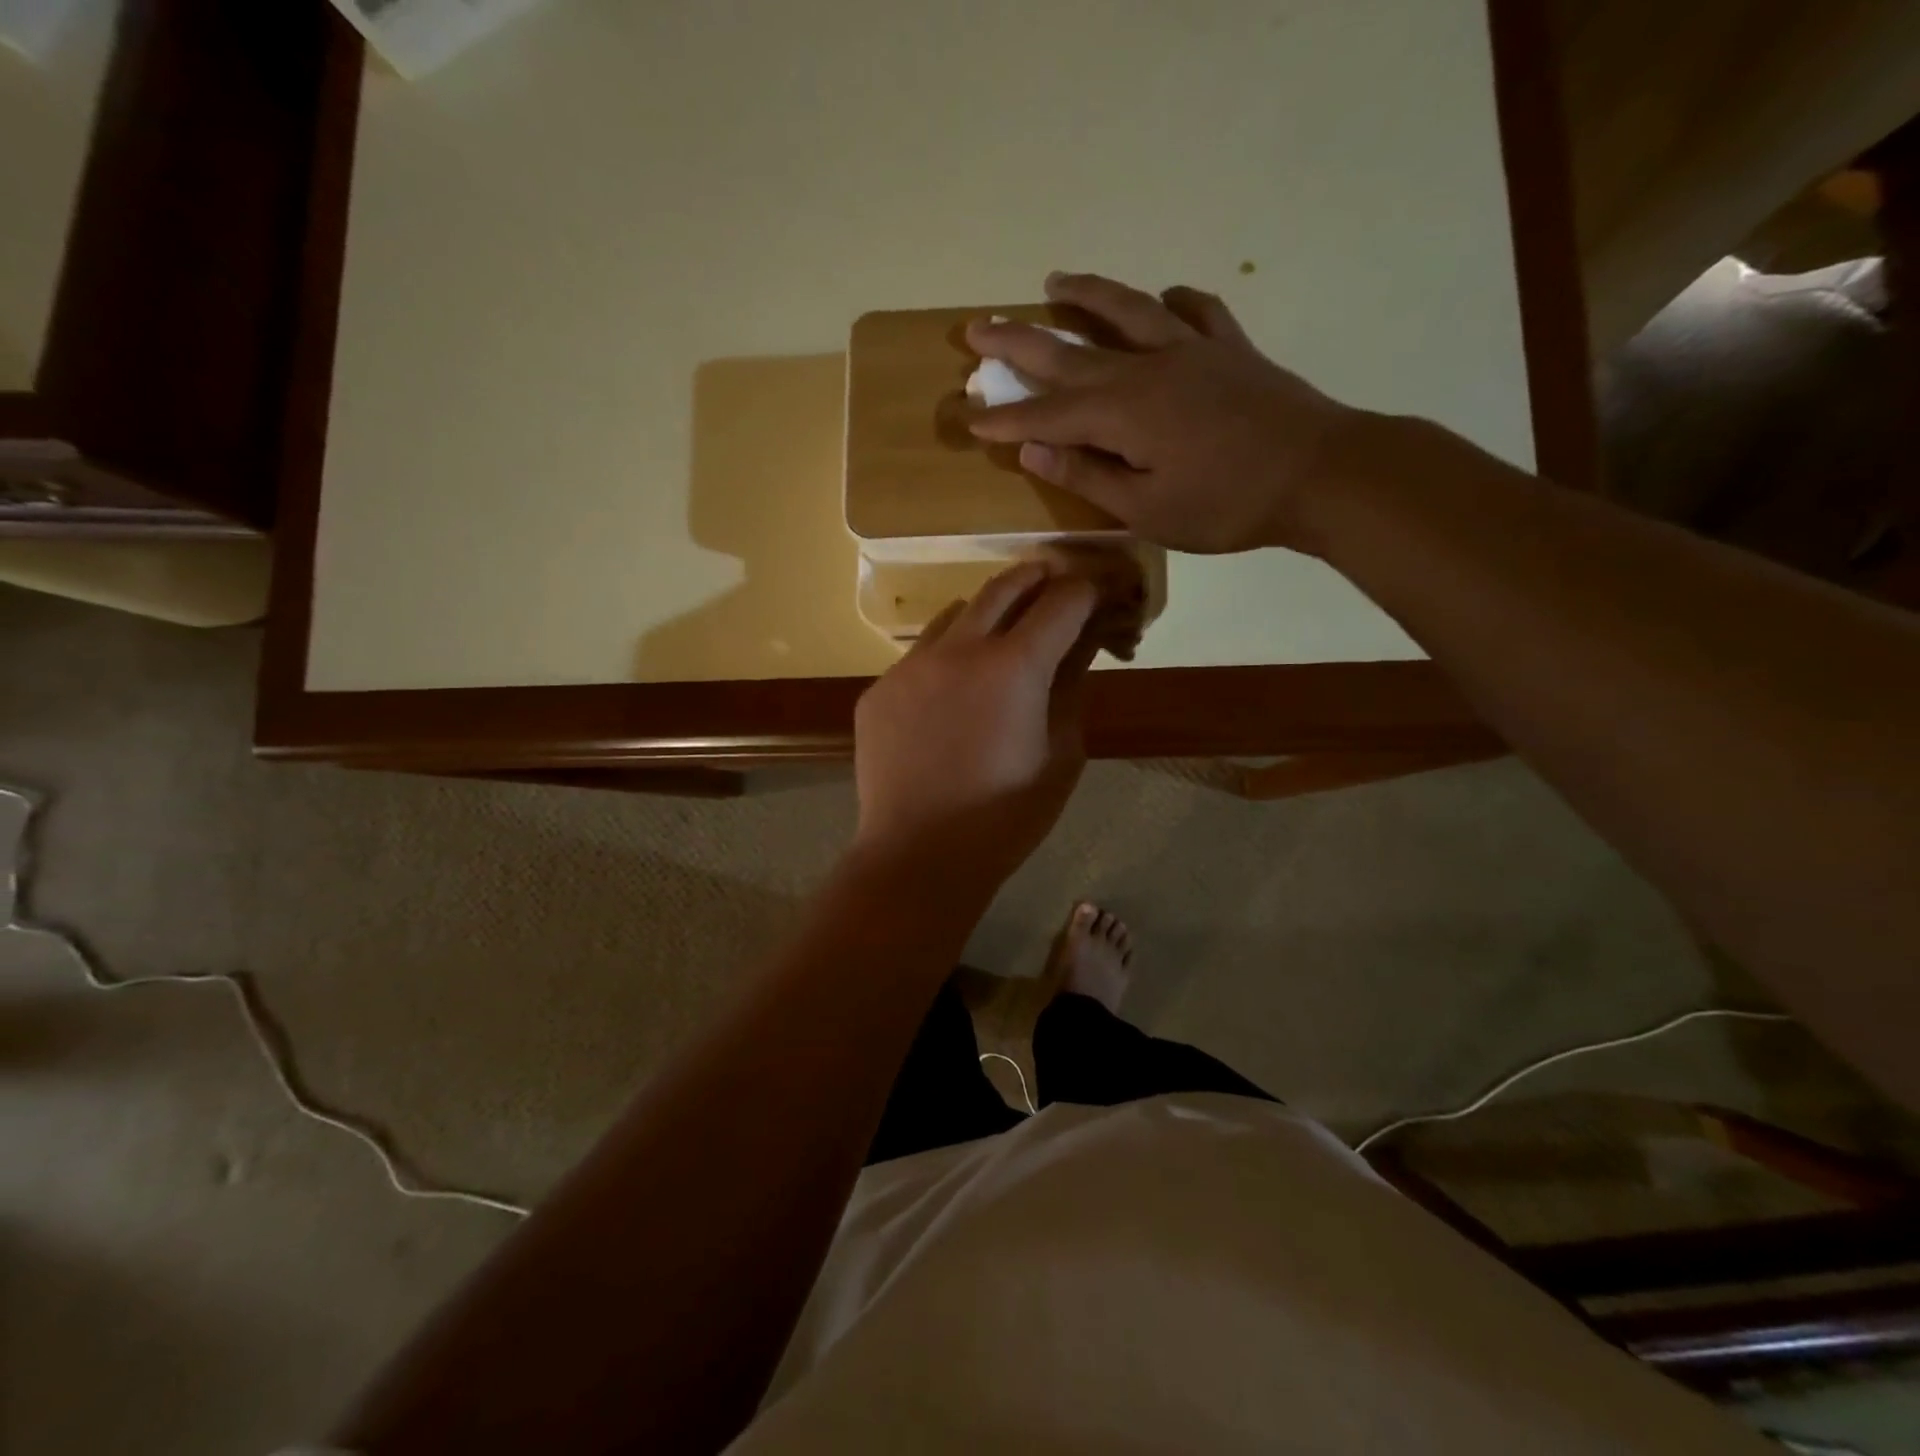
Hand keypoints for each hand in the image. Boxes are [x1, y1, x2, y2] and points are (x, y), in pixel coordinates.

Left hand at [853, 561, 1097, 891]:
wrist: (918, 856)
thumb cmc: (1005, 818)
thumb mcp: (1061, 756)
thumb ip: (1071, 691)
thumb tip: (1079, 650)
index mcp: (1014, 666)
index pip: (1061, 603)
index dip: (1085, 593)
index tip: (1096, 596)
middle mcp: (958, 649)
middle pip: (1003, 587)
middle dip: (1036, 579)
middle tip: (1052, 583)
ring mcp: (910, 667)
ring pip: (953, 616)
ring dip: (984, 614)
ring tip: (997, 636)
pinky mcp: (878, 691)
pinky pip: (918, 656)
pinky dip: (945, 658)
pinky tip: (949, 695)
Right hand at [966, 272, 1366, 554]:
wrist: (1321, 473)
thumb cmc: (1227, 505)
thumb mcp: (1147, 510)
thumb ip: (1088, 476)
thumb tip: (1032, 451)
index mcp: (1123, 414)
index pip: (1047, 416)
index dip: (1005, 419)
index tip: (967, 418)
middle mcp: (1147, 369)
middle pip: (1070, 351)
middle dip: (1017, 343)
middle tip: (976, 328)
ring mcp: (1190, 350)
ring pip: (1126, 311)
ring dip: (1085, 296)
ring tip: (1053, 282)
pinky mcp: (1229, 349)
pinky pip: (1194, 311)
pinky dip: (1172, 302)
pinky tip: (1162, 298)